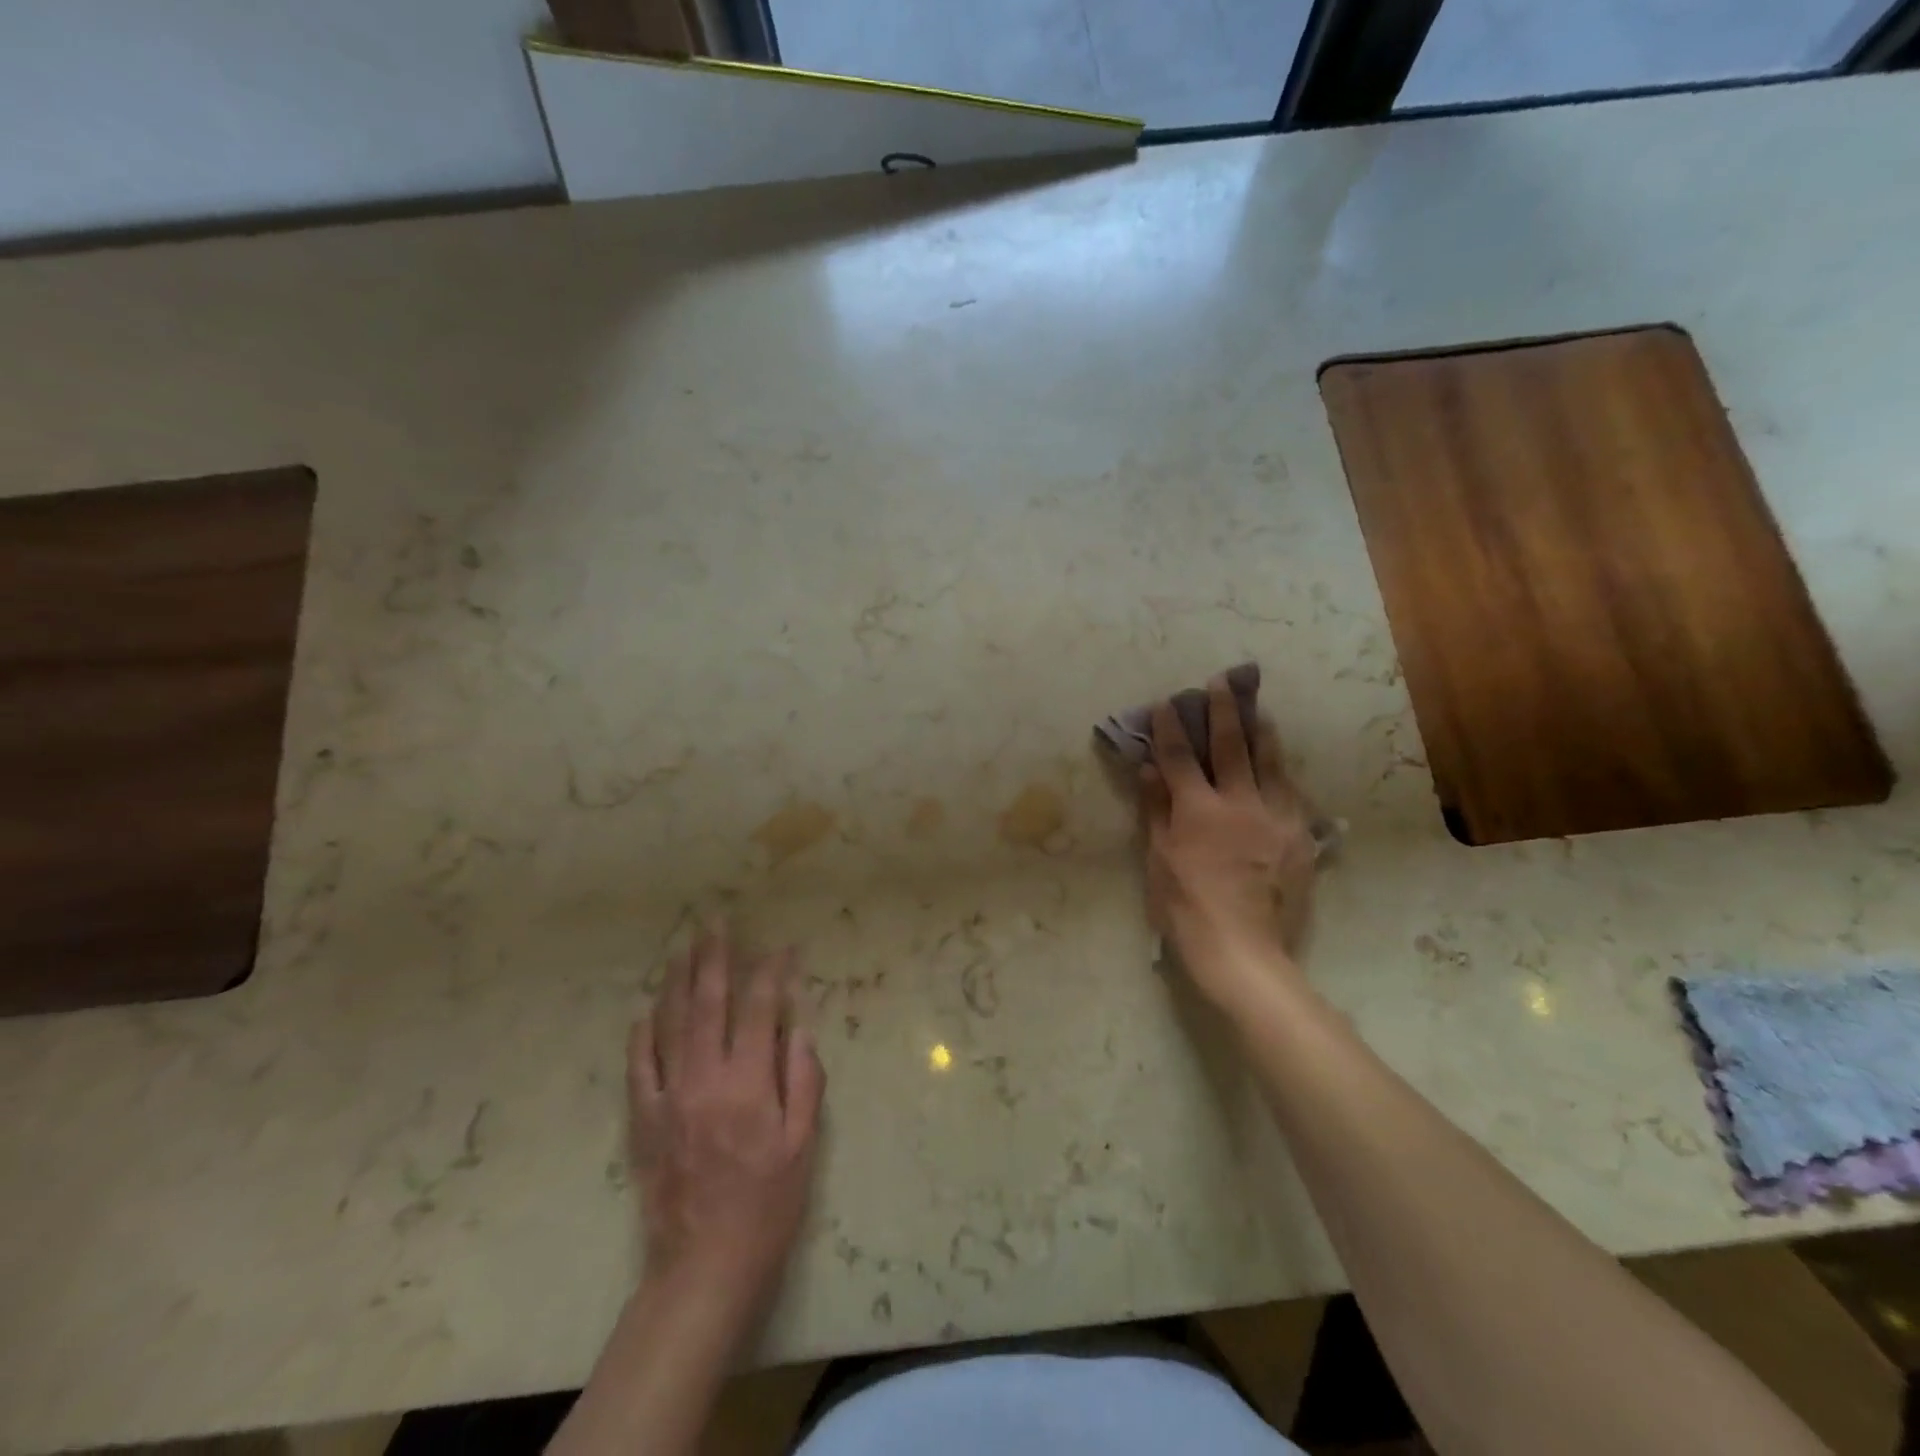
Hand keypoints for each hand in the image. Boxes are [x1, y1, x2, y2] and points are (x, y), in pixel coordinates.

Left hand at [629, 929, 824, 1323]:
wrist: (704, 1267)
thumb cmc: (767, 1205)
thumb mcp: (803, 1145)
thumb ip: (804, 1081)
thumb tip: (797, 1029)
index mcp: (749, 1083)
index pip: (760, 1009)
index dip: (772, 972)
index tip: (782, 947)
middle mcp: (705, 1079)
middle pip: (708, 1003)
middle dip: (714, 958)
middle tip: (715, 922)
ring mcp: (669, 1097)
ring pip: (670, 1024)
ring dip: (678, 982)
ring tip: (683, 948)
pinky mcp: (644, 1120)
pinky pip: (639, 1066)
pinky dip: (643, 1034)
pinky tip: (647, 1011)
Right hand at [1140, 676, 1319, 1006]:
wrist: (1244, 951)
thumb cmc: (1186, 908)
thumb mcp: (1159, 859)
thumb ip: (1156, 809)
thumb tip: (1149, 768)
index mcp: (1199, 811)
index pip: (1181, 757)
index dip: (1170, 727)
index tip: (1165, 703)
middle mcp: (1241, 804)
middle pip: (1231, 747)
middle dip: (1223, 711)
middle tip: (1221, 682)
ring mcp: (1276, 818)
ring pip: (1270, 763)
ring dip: (1261, 732)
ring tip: (1258, 709)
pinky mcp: (1299, 837)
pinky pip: (1292, 792)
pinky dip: (1280, 770)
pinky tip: (1278, 762)